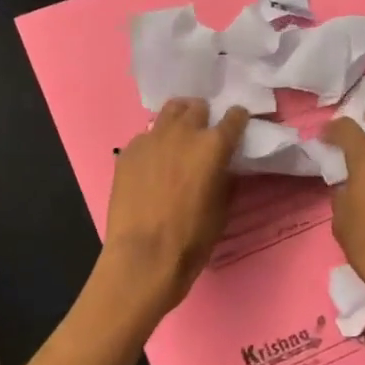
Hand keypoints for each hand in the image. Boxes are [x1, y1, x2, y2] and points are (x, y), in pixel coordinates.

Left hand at [99, 99, 248, 313]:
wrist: (143, 256)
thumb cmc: (191, 239)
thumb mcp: (222, 209)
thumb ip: (225, 179)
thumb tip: (223, 168)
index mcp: (213, 146)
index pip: (233, 117)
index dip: (237, 120)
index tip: (237, 126)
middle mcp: (183, 133)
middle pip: (197, 108)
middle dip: (203, 117)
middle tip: (203, 134)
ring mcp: (151, 139)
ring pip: (169, 113)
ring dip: (178, 120)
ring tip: (178, 137)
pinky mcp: (127, 151)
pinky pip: (145, 136)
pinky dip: (154, 143)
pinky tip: (152, 163)